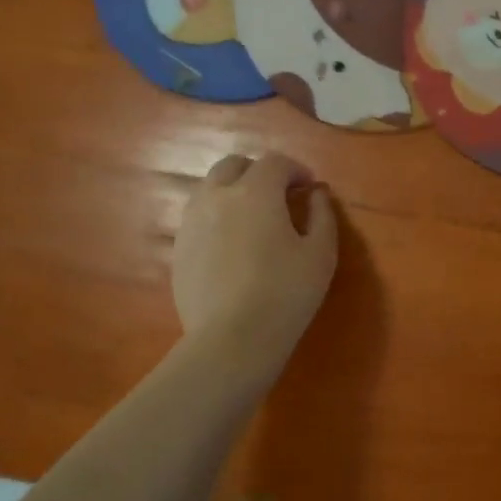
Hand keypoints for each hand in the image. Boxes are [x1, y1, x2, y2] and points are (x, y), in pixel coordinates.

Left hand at [173, 153, 337, 365]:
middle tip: (279, 196)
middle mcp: (217, 197)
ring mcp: (192, 222)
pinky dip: (217, 217)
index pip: (274, 162)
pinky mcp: (179, 249)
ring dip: (234, 192)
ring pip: (210, 189)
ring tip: (253, 219)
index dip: (295, 169)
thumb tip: (316, 193)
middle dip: (258, 172)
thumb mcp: (320, 254)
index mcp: (255, 192)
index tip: (308, 187)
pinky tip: (232, 246)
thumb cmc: (286, 293)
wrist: (232, 339)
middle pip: (233, 165)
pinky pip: (198, 218)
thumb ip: (322, 215)